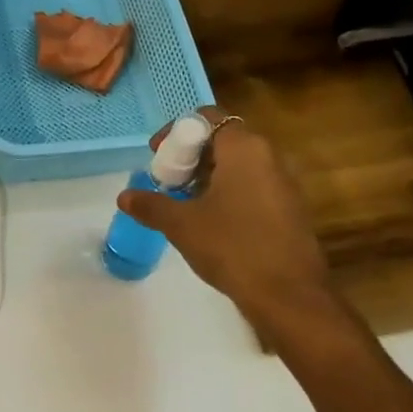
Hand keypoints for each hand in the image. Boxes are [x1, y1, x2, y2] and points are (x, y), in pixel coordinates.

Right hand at [116, 108, 351, 348]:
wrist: (287, 293)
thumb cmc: (232, 247)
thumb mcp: (182, 225)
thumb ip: (151, 205)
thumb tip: (125, 196)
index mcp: (244, 148)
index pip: (208, 118)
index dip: (177, 132)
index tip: (156, 155)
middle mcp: (268, 156)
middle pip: (222, 139)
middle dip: (189, 156)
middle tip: (164, 181)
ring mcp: (282, 182)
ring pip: (237, 165)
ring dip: (206, 176)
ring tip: (181, 203)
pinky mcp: (287, 207)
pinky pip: (251, 185)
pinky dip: (226, 192)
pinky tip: (208, 221)